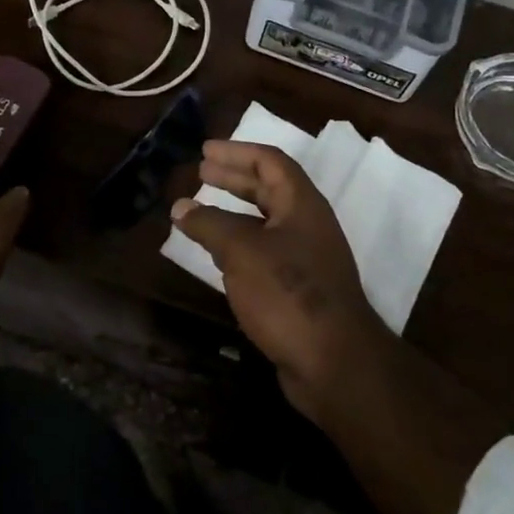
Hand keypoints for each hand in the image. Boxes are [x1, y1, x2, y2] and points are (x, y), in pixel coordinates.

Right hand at [172, 141, 391, 420]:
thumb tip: (181, 207)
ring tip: (201, 211)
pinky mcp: (299, 289)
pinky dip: (239, 244)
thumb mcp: (241, 251)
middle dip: (234, 178)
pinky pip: (265, 252)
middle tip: (201, 172)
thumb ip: (209, 224)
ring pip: (265, 223)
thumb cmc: (288, 292)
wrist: (333, 362)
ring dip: (234, 212)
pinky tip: (217, 254)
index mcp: (302, 204)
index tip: (205, 151)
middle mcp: (308, 225)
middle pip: (269, 189)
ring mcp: (306, 258)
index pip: (270, 162)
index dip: (237, 152)